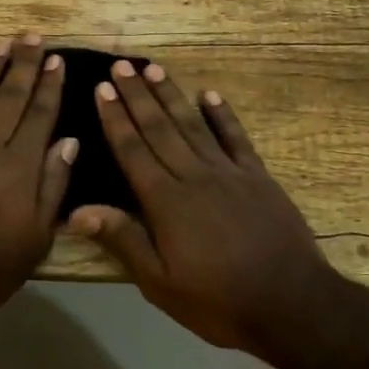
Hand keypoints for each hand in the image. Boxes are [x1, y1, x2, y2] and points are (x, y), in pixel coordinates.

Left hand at [0, 35, 76, 325]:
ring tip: (0, 43)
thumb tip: (69, 141)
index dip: (49, 85)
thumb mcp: (38, 236)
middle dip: (23, 64)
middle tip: (32, 36)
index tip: (56, 60)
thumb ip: (53, 184)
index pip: (39, 114)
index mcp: (19, 165)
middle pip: (9, 96)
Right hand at [68, 61, 338, 349]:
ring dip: (171, 95)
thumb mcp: (160, 283)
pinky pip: (236, 138)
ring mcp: (229, 173)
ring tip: (153, 69)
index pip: (133, 150)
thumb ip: (122, 240)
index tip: (102, 88)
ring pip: (193, 125)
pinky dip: (223, 115)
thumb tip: (77, 211)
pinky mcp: (258, 177)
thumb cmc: (218, 300)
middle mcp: (194, 176)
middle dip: (137, 96)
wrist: (291, 303)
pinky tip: (210, 94)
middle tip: (120, 65)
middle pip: (159, 128)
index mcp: (166, 201)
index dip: (115, 118)